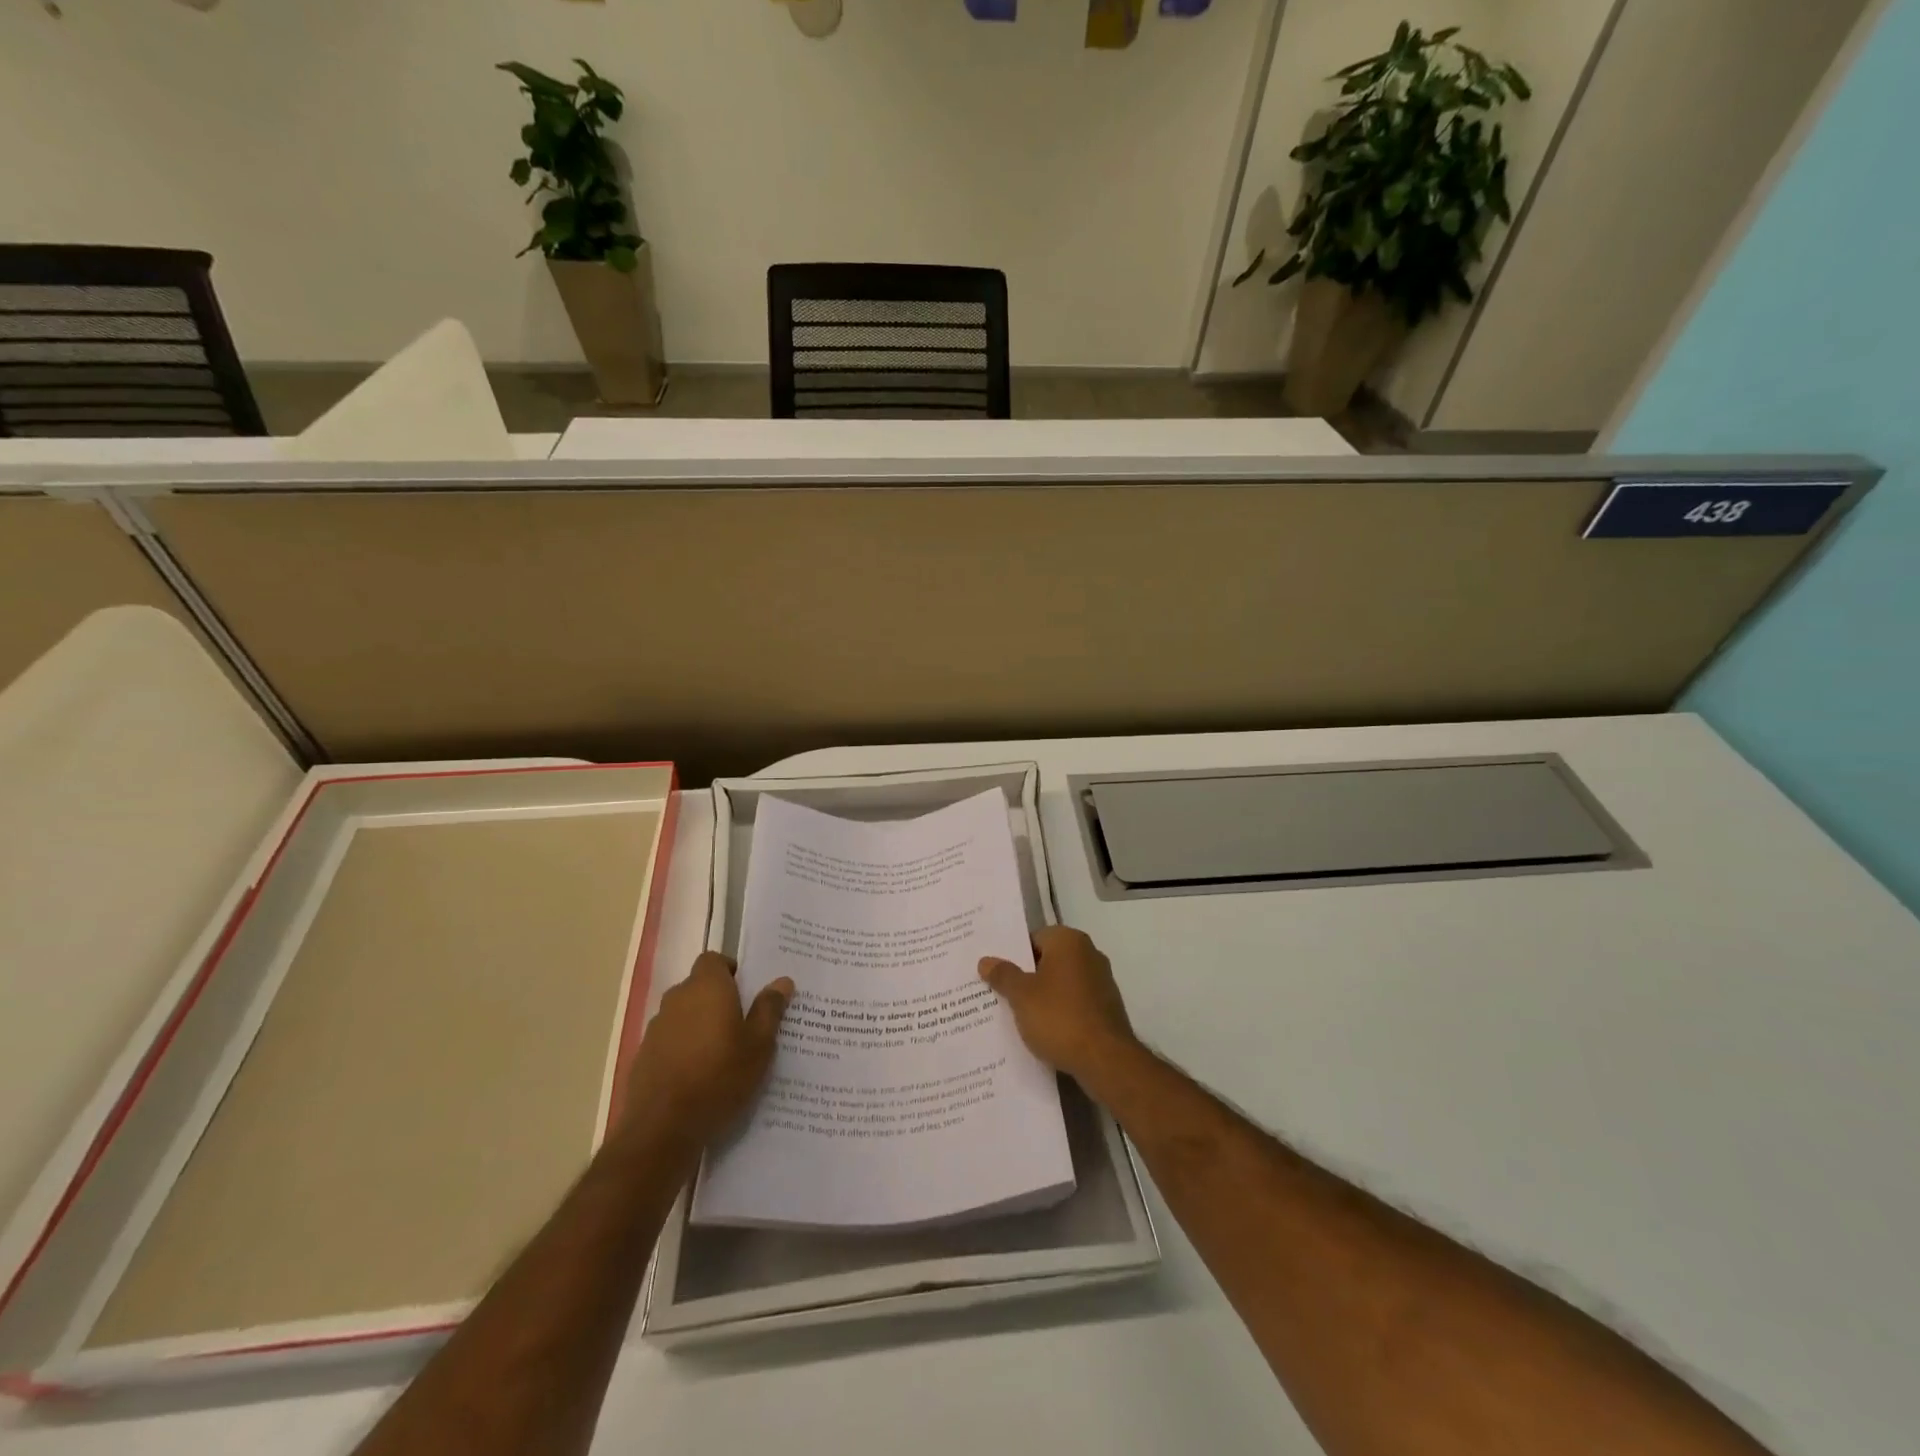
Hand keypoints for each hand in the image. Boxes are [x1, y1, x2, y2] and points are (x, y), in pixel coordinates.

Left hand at [620, 953, 793, 1153]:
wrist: (663, 1128)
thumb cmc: (720, 1076)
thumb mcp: (759, 1045)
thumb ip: (769, 1009)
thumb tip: (782, 981)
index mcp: (707, 987)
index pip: (713, 960)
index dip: (728, 970)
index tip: (745, 990)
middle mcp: (677, 999)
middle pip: (697, 986)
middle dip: (717, 999)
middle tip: (740, 1024)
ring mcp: (655, 1028)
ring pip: (682, 1014)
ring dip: (698, 1024)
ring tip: (719, 1053)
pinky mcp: (642, 1056)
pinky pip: (669, 1041)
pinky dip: (682, 1049)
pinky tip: (696, 1076)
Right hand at [979, 926, 1137, 1085]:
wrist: (1106, 1060)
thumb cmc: (1059, 1017)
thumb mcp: (1021, 996)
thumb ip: (1003, 975)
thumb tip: (986, 960)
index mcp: (1069, 941)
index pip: (1034, 938)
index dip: (1013, 955)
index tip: (995, 972)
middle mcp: (1089, 954)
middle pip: (1048, 960)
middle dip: (1025, 976)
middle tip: (998, 992)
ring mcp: (1101, 982)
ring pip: (1060, 983)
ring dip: (1041, 996)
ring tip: (1015, 1014)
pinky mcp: (1106, 1008)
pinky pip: (1074, 1003)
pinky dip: (1058, 1012)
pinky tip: (1041, 1030)